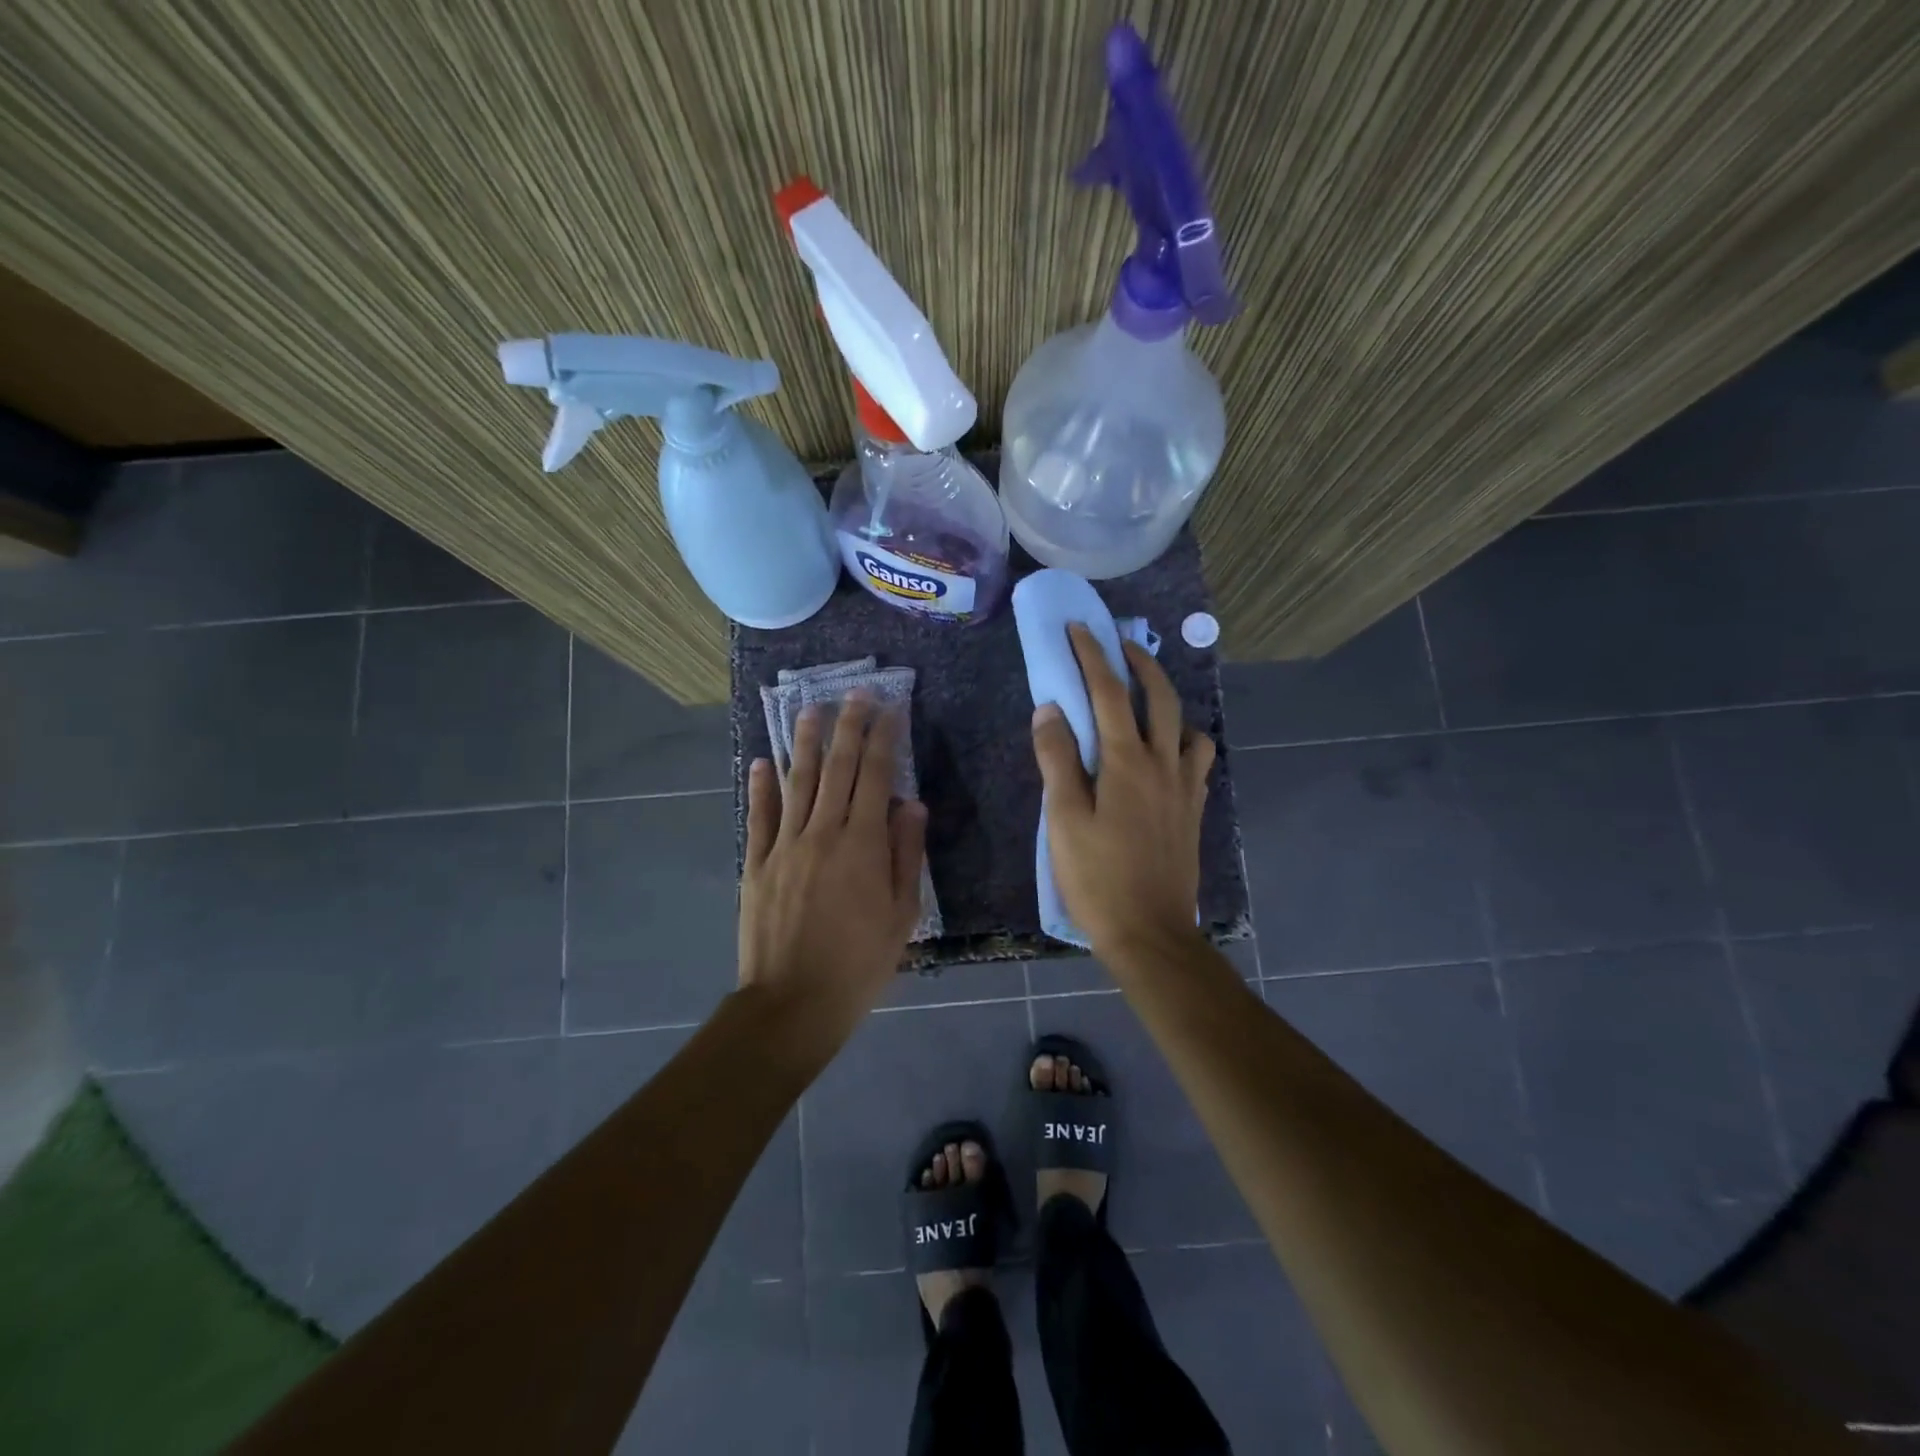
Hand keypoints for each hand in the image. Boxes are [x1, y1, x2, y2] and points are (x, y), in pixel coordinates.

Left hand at [739, 695, 928, 1048]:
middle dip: (849, 726)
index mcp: (863, 844)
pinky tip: (763, 760)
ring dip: (806, 742)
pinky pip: (759, 816)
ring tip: (811, 708)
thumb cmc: (860, 962)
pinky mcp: (756, 863)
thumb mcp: (902, 915)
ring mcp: (785, 845)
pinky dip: (761, 786)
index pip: (876, 776)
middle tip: (855, 693)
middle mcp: (823, 832)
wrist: (794, 1001)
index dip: (884, 738)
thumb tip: (912, 804)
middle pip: (838, 768)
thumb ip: (907, 855)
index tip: (890, 708)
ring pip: (798, 782)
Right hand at [1030, 624, 1215, 958]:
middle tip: (1119, 646)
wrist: (1150, 932)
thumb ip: (1057, 760)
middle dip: (1140, 663)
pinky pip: (1197, 759)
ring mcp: (1185, 787)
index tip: (1078, 629)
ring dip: (1168, 700)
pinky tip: (1166, 753)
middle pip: (1160, 697)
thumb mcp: (1064, 819)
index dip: (1092, 655)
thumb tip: (1050, 709)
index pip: (1109, 692)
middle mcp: (1164, 764)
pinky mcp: (1193, 810)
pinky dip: (1183, 739)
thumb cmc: (1098, 877)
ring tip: (1144, 701)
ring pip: (1188, 725)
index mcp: (1127, 762)